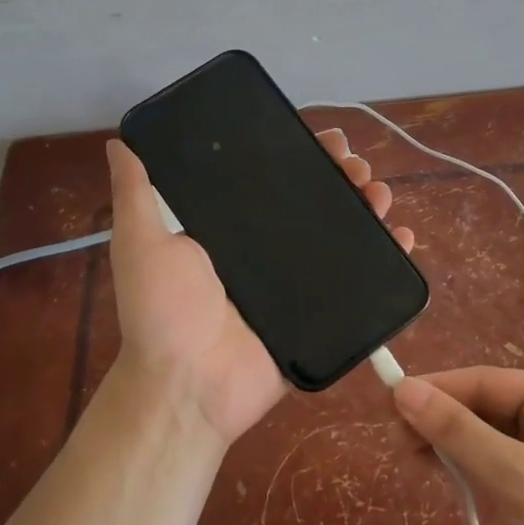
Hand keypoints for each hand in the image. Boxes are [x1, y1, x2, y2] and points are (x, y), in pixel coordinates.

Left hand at [104, 130, 413, 446]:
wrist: (189, 386)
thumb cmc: (164, 312)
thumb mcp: (142, 244)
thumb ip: (136, 194)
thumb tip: (121, 140)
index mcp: (234, 229)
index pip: (275, 180)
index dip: (303, 156)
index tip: (325, 138)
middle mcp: (270, 250)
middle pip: (317, 203)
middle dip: (344, 177)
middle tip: (358, 167)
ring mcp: (299, 282)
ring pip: (344, 235)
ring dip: (369, 208)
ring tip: (380, 194)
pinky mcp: (321, 312)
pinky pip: (360, 281)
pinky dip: (387, 257)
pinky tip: (402, 237)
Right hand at [391, 368, 523, 524]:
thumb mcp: (513, 477)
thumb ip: (457, 432)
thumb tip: (403, 390)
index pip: (483, 382)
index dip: (434, 391)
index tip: (387, 406)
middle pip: (487, 408)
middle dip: (445, 427)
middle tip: (400, 450)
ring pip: (493, 439)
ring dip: (459, 453)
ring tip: (420, 469)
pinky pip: (507, 465)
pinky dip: (481, 476)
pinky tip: (461, 492)